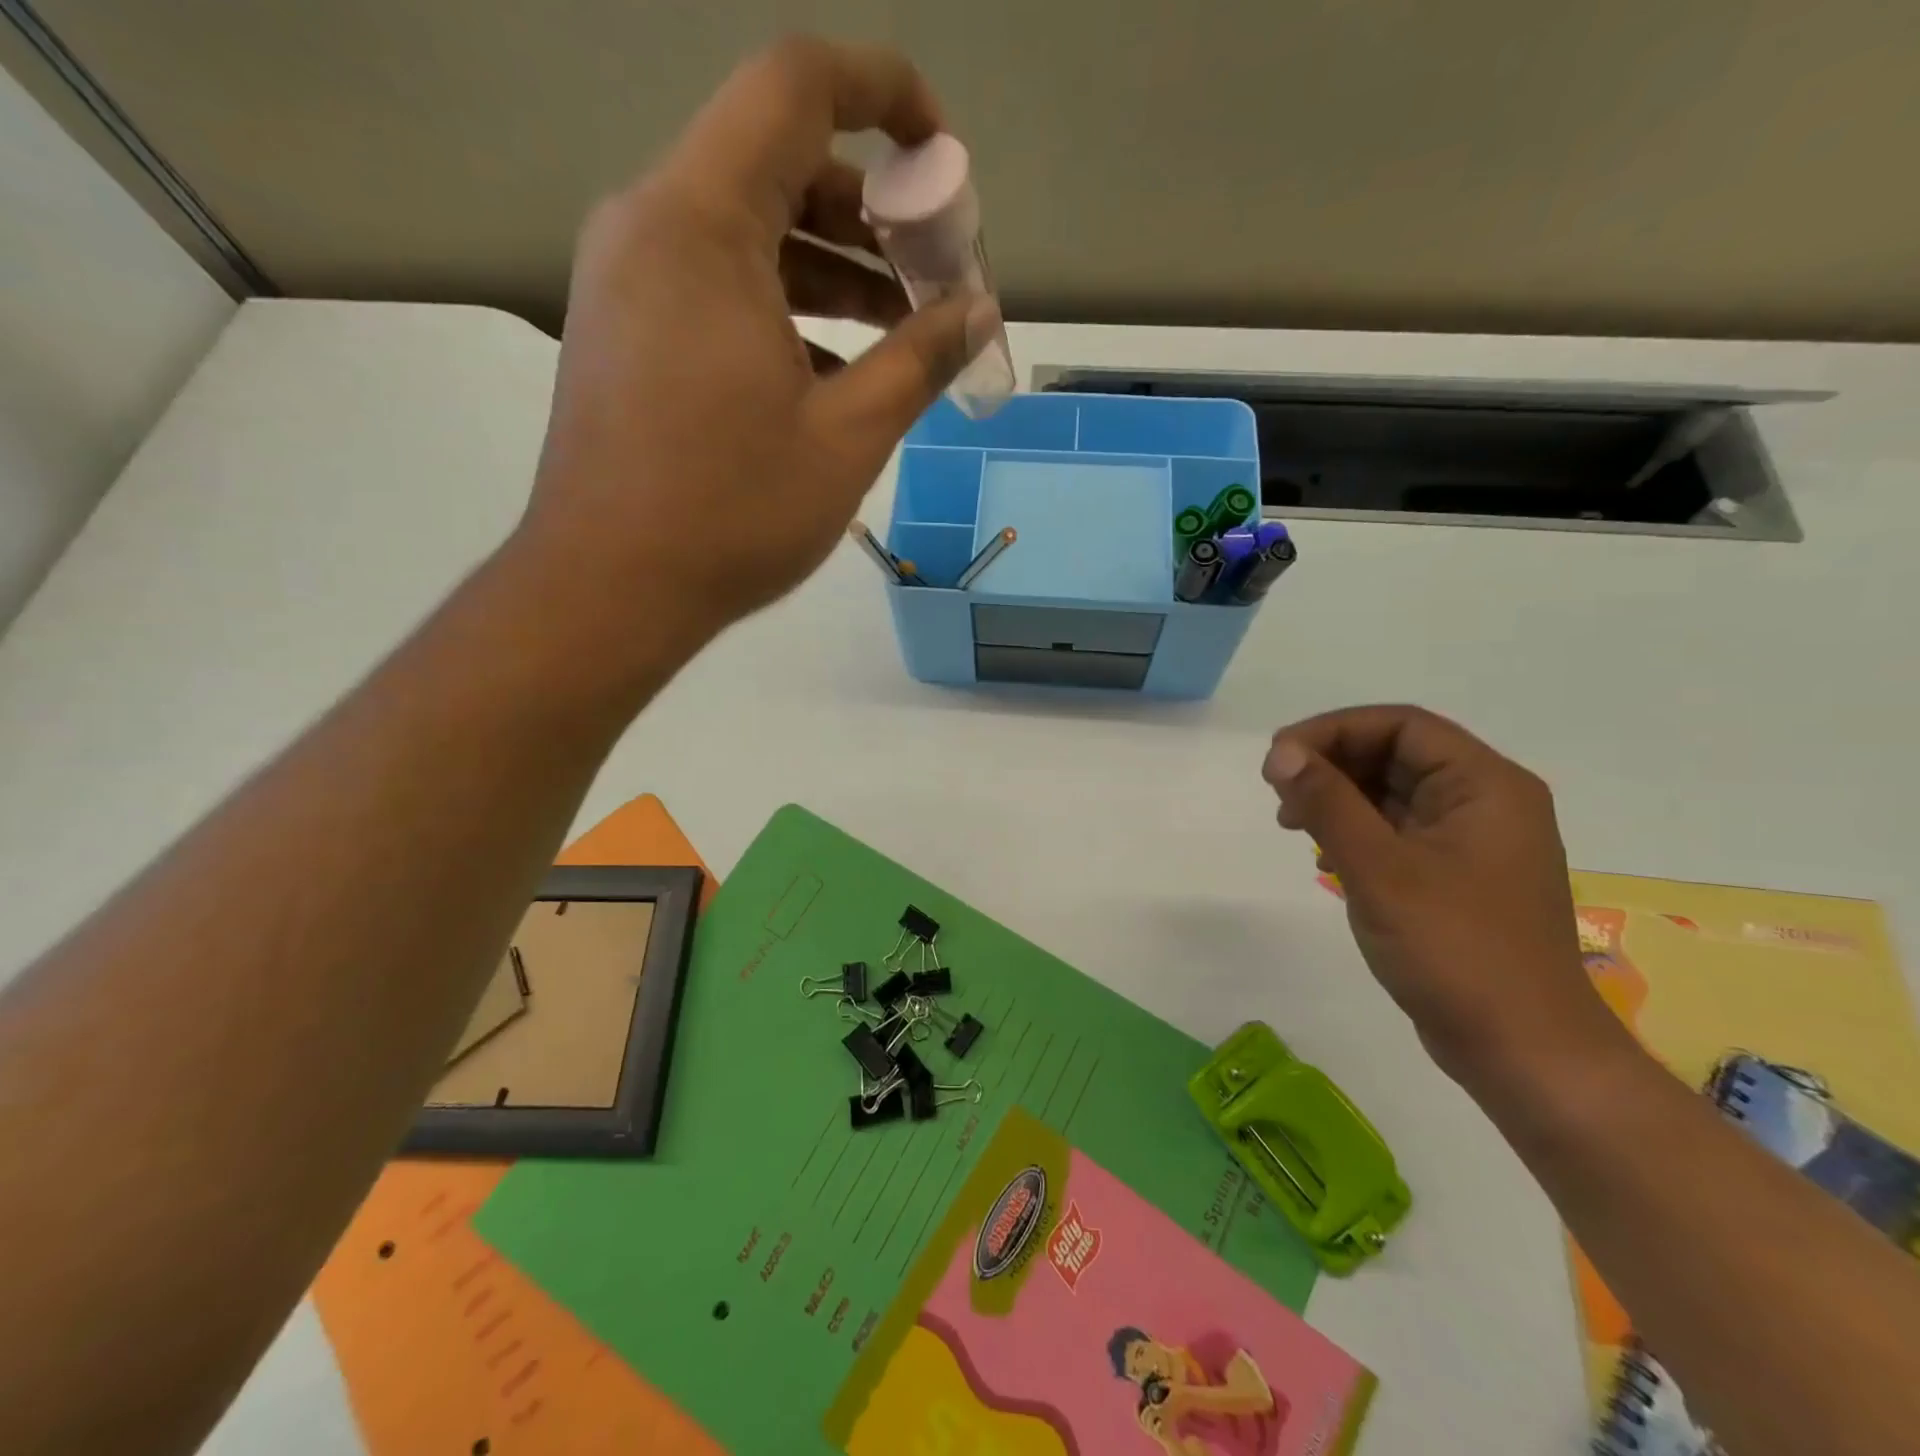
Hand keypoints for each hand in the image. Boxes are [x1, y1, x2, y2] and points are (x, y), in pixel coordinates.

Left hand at [516, 38, 997, 665]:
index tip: (942, 163)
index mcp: (702, 223)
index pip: (796, 88)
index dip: (884, 95)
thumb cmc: (732, 513)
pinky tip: (833, 371)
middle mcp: (651, 224)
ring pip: (747, 231)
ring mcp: (628, 279)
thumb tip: (977, 311)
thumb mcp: (848, 437)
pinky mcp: (625, 330)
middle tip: (934, 281)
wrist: (609, 588)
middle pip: (776, 162)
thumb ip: (919, 359)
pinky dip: (782, 306)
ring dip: (832, 268)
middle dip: (872, 211)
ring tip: (901, 332)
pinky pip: (715, 285)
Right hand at [1263, 706, 1626, 1090]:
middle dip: (1331, 764)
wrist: (1523, 1051)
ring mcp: (1472, 841)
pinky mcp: (1455, 875)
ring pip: (1393, 792)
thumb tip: (1282, 753)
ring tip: (1292, 822)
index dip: (1333, 731)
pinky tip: (1324, 853)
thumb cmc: (1455, 950)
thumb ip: (1327, 803)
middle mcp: (1485, 801)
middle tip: (1279, 793)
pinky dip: (1355, 829)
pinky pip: (1398, 829)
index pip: (1401, 725)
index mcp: (1486, 785)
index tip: (1278, 760)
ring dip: (1338, 796)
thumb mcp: (1379, 869)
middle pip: (1396, 753)